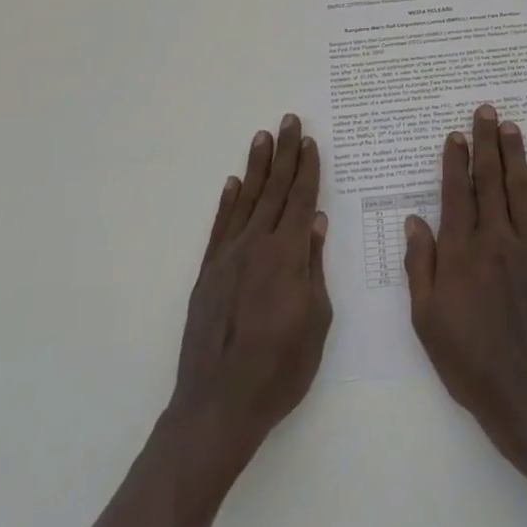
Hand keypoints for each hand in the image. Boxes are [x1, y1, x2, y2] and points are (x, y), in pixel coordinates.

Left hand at [170, 113, 331, 471]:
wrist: (218, 405)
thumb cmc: (280, 369)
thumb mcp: (316, 321)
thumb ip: (315, 267)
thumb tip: (317, 223)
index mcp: (287, 255)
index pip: (300, 200)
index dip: (307, 169)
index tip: (310, 141)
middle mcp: (256, 245)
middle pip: (274, 190)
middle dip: (284, 154)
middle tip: (288, 121)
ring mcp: (228, 257)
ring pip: (246, 200)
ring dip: (256, 167)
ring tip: (263, 137)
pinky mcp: (208, 273)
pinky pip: (220, 227)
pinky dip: (228, 202)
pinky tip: (233, 184)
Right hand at [405, 104, 526, 474]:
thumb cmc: (470, 363)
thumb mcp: (427, 321)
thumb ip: (420, 266)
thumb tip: (414, 220)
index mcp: (462, 253)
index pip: (457, 193)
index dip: (455, 161)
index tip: (455, 134)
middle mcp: (496, 240)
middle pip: (491, 181)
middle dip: (487, 143)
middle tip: (486, 110)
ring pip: (521, 190)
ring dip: (515, 154)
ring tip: (511, 126)